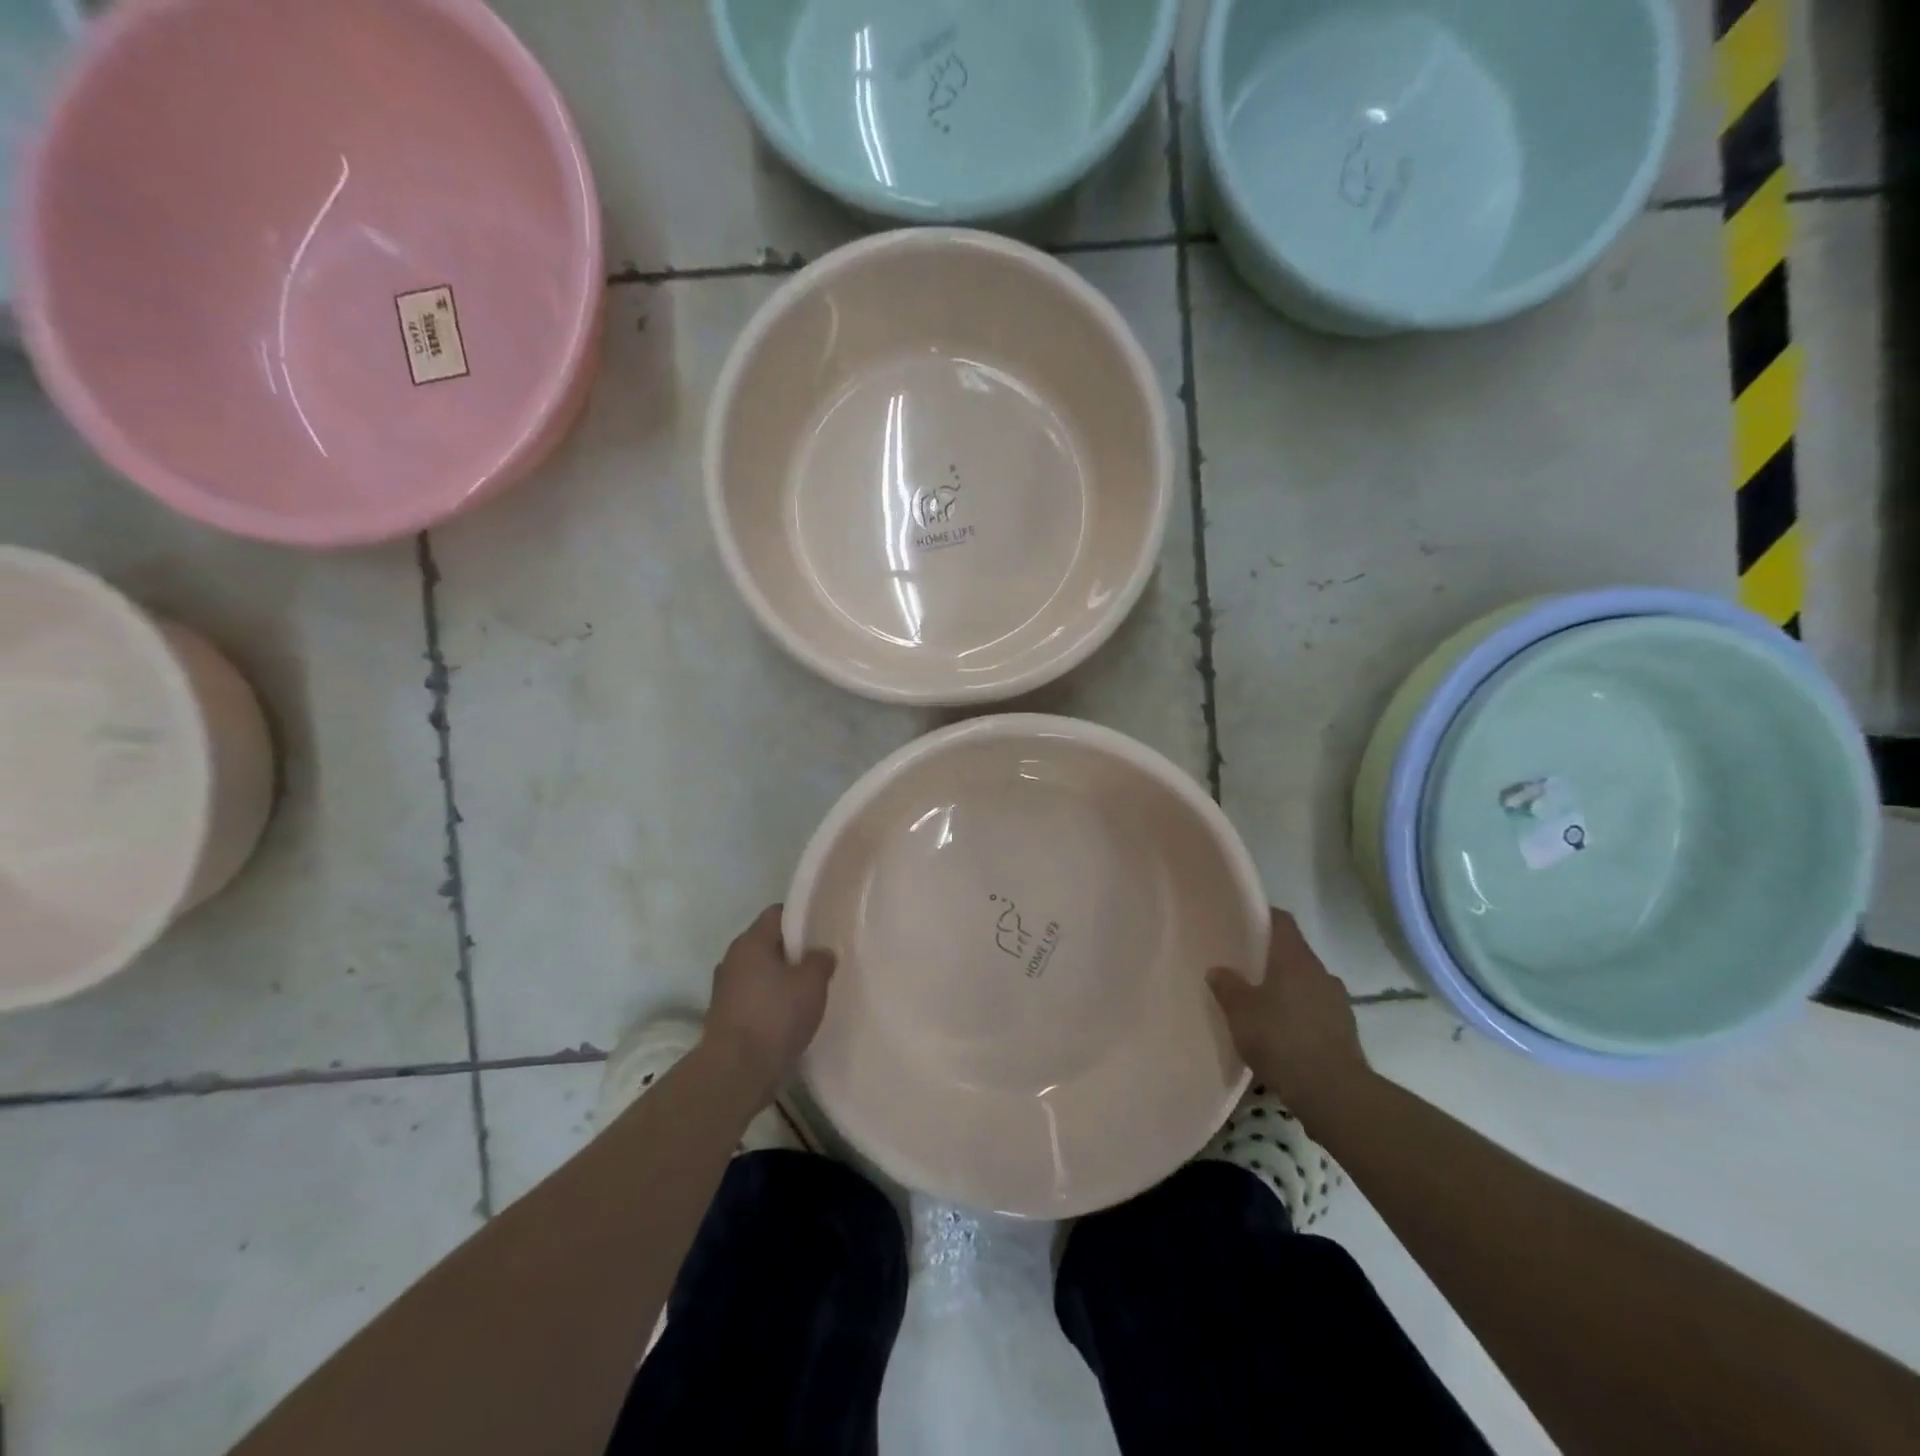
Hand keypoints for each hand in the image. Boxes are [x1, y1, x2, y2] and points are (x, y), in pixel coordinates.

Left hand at [703, 906, 835, 1107]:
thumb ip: (820, 960)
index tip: (823, 931)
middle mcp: (732, 959)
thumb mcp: (812, 982)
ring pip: (761, 973)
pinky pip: (754, 999)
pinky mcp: (724, 1017)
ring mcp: (725, 989)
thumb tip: (820, 954)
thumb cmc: (776, 1016)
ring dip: (781, 980)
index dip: (802, 918)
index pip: (778, 913)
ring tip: (808, 994)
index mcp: (751, 941)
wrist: (736, 1072)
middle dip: (794, 952)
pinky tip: (791, 1018)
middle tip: (820, 964)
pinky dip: (771, 1004)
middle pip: (768, 944)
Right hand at [1208, 908, 1368, 1119]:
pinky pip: (1315, 1011)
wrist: (1334, 1093)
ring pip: (1305, 983)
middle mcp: (1321, 972)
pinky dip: (1299, 1014)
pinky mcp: (1345, 1031)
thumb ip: (1227, 986)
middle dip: (1270, 958)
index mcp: (1296, 958)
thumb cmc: (1281, 1039)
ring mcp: (1337, 1002)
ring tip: (1260, 1004)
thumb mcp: (1241, 1012)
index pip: (1282, 921)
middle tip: (1242, 968)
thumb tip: (1218, 969)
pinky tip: (1281, 1033)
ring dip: (1286, 989)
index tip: (1241, 922)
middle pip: (1293, 953)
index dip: (1262, 917)